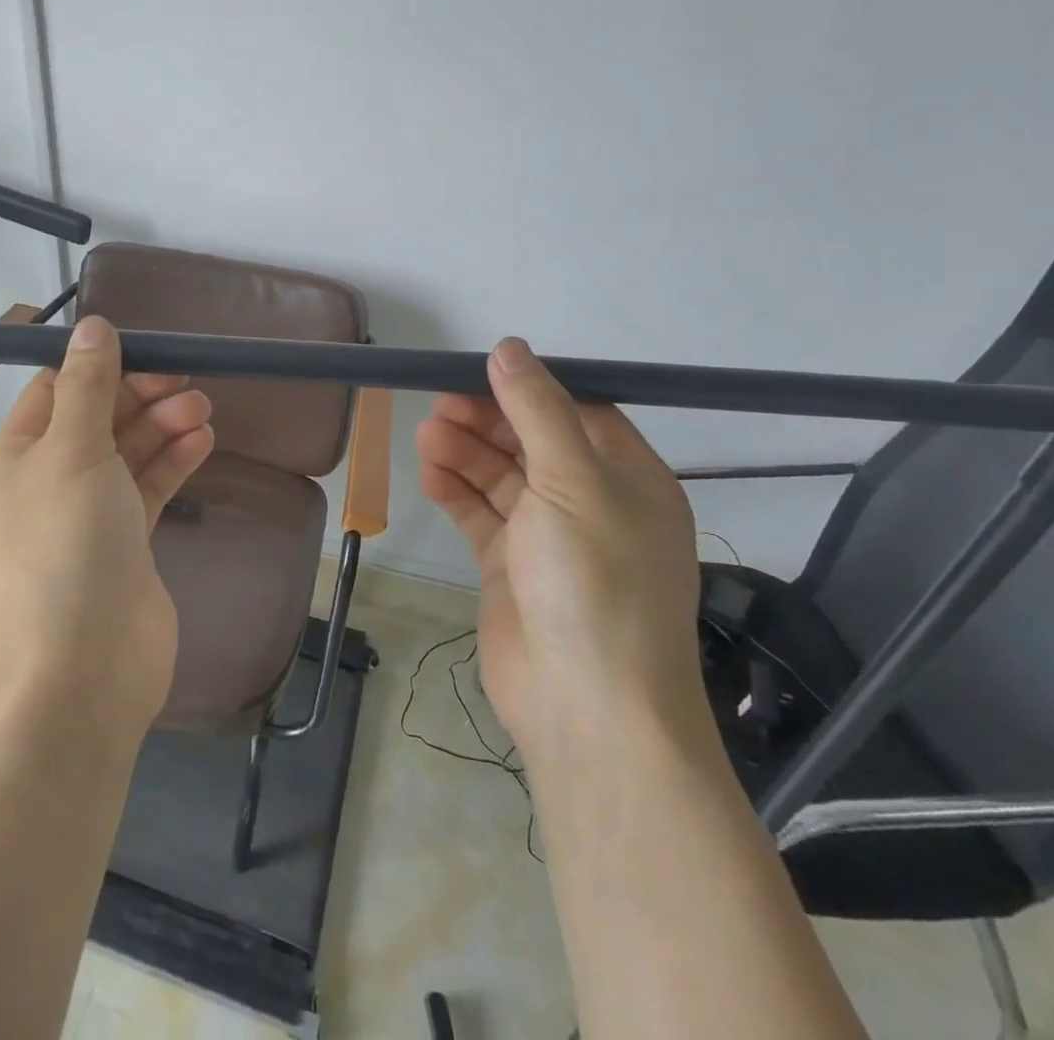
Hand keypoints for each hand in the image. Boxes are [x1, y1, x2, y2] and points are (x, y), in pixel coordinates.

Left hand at [0, 316, 213, 732]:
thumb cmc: (66, 546)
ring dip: (162, 426)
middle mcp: (48, 481)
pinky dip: (172, 462)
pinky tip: (202, 441)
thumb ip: (88, 387)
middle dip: (140, 396)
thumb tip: (91, 325)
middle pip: (98, 419)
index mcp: (19, 455)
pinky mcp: (124, 543)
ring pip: (127, 453)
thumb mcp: (74, 451)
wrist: (82, 668)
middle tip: (187, 382)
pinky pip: (148, 488)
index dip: (99, 366)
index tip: (147, 349)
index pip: (56, 391)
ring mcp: (88, 515)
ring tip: (202, 408)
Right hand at [417, 337, 703, 764]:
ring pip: (502, 478)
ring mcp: (549, 537)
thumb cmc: (595, 581)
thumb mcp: (572, 482)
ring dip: (466, 453)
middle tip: (438, 404)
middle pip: (532, 442)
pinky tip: (429, 475)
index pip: (577, 412)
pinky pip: (481, 516)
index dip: (529, 389)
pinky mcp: (512, 568)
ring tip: (426, 435)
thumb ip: (537, 411)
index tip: (477, 371)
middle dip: (487, 420)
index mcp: (627, 477)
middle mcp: (591, 502)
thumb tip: (509, 348)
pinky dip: (456, 493)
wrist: (587, 706)